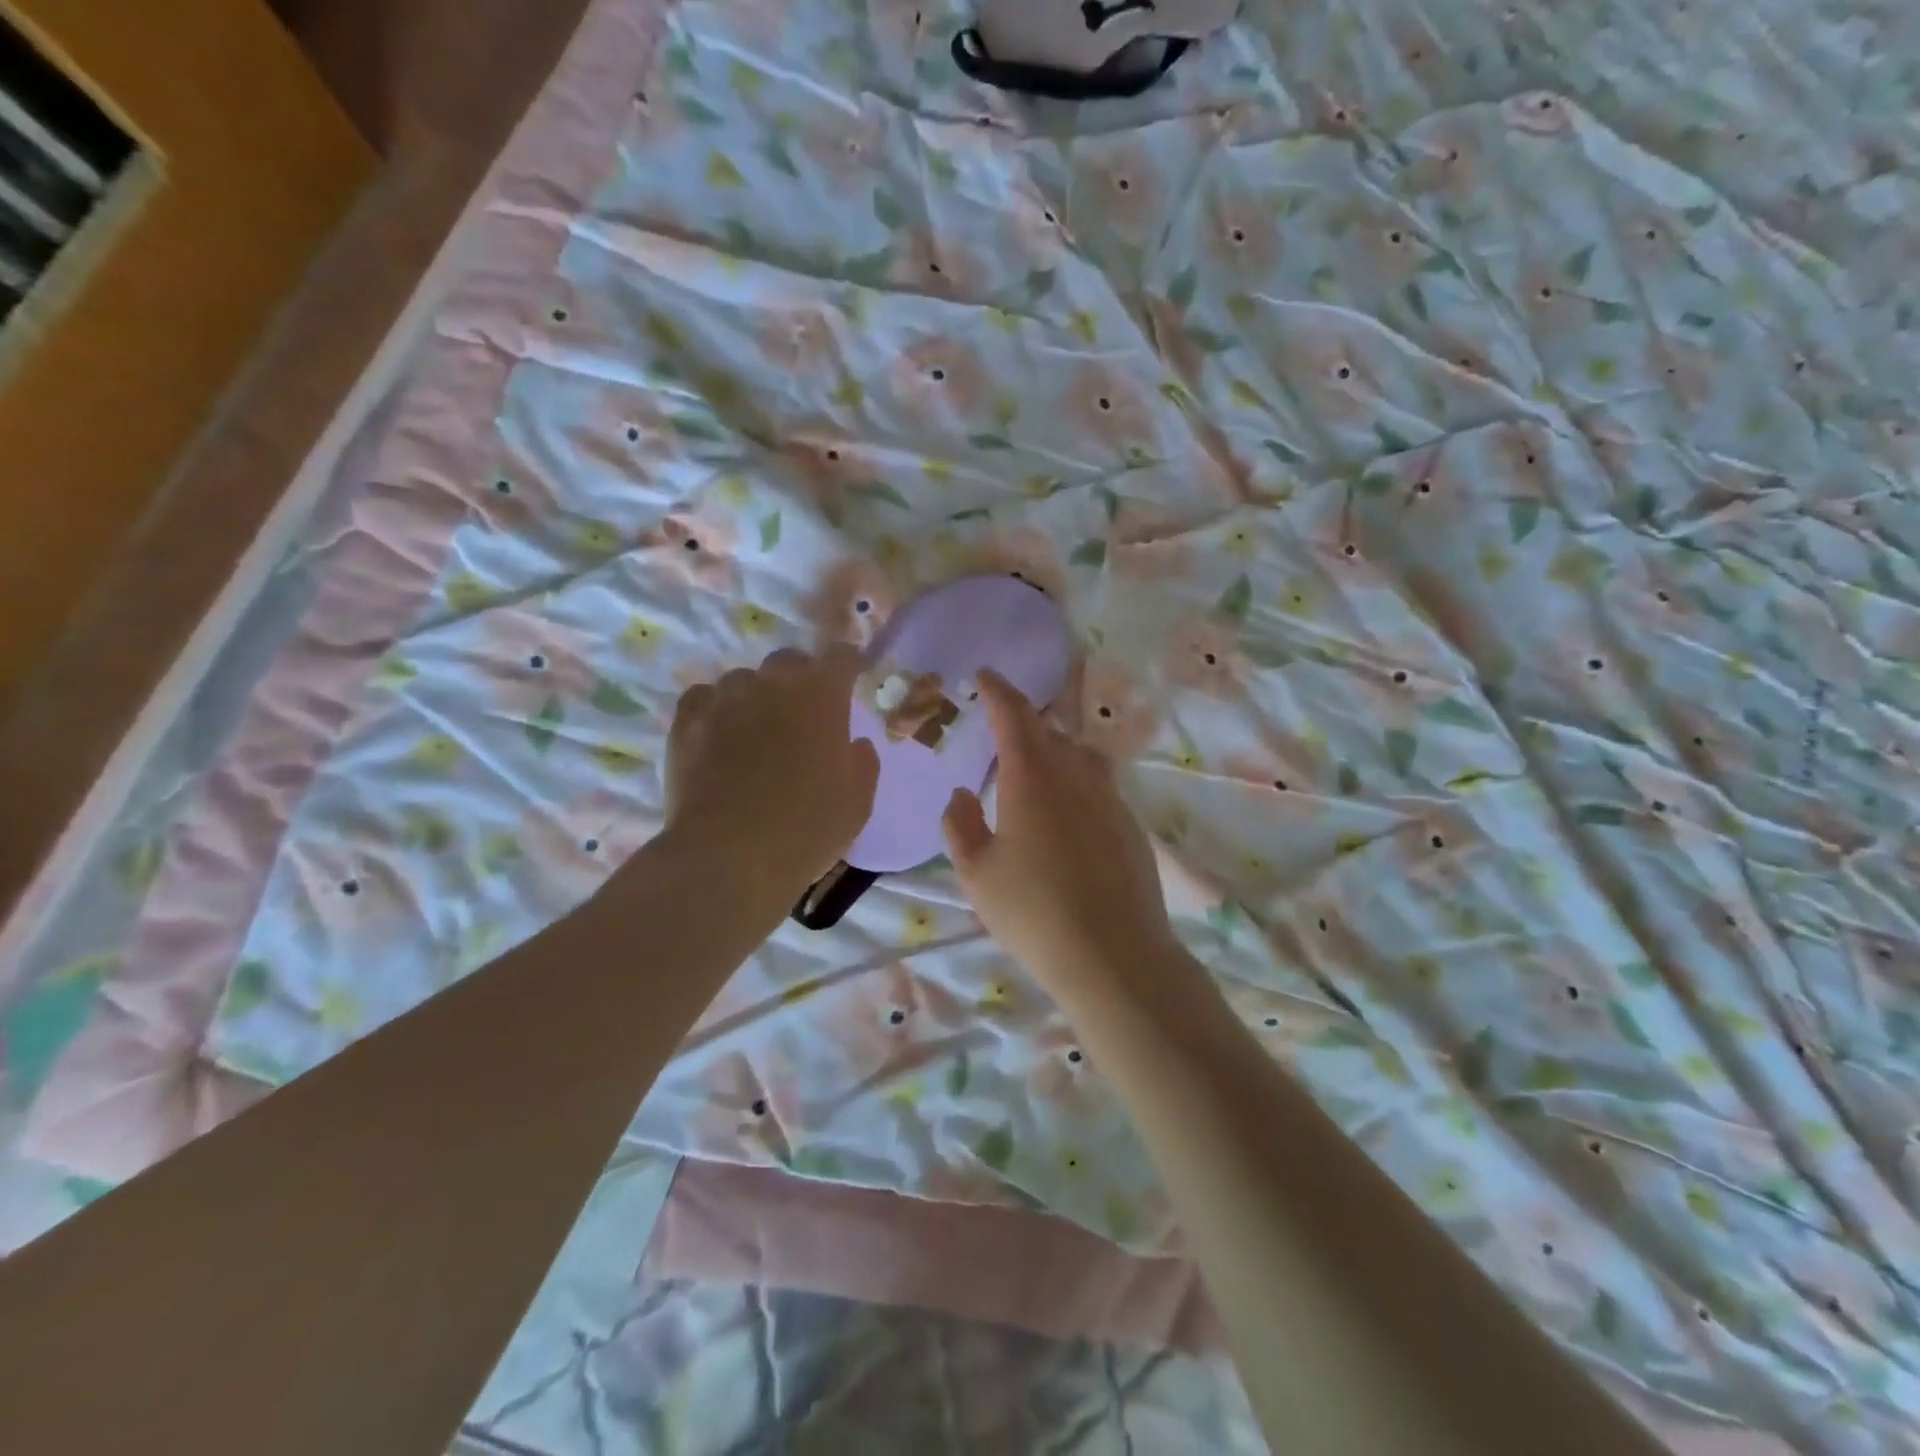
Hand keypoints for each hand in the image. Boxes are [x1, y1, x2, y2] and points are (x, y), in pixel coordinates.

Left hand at [665, 645, 879, 893]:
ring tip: (756, 729)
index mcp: (822, 697)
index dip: (848, 665)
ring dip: (756, 696)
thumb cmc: (806, 830)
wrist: (729, 857)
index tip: (851, 680)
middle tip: (803, 713)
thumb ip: (862, 763)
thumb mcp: (857, 803)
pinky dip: (716, 709)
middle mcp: (773, 684)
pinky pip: (704, 697)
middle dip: (801, 678)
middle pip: (790, 661)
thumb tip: (853, 743)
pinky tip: (718, 735)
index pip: (840, 656)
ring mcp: (725, 699)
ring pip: (744, 679)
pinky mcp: (687, 720)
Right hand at [942, 670, 1194, 1010]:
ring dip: (1055, 748)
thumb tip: (961, 794)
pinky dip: (1078, 779)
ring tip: (1037, 766)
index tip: (986, 676)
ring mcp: (1109, 798)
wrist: (1113, 954)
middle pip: (1049, 731)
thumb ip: (960, 825)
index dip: (999, 691)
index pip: (1014, 715)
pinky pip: (1099, 784)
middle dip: (1023, 721)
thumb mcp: (976, 874)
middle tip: (1002, 728)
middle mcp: (1075, 775)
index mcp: (1032, 777)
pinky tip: (1068, 812)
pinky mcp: (1130, 824)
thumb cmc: (1033, 912)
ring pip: (1080, 754)